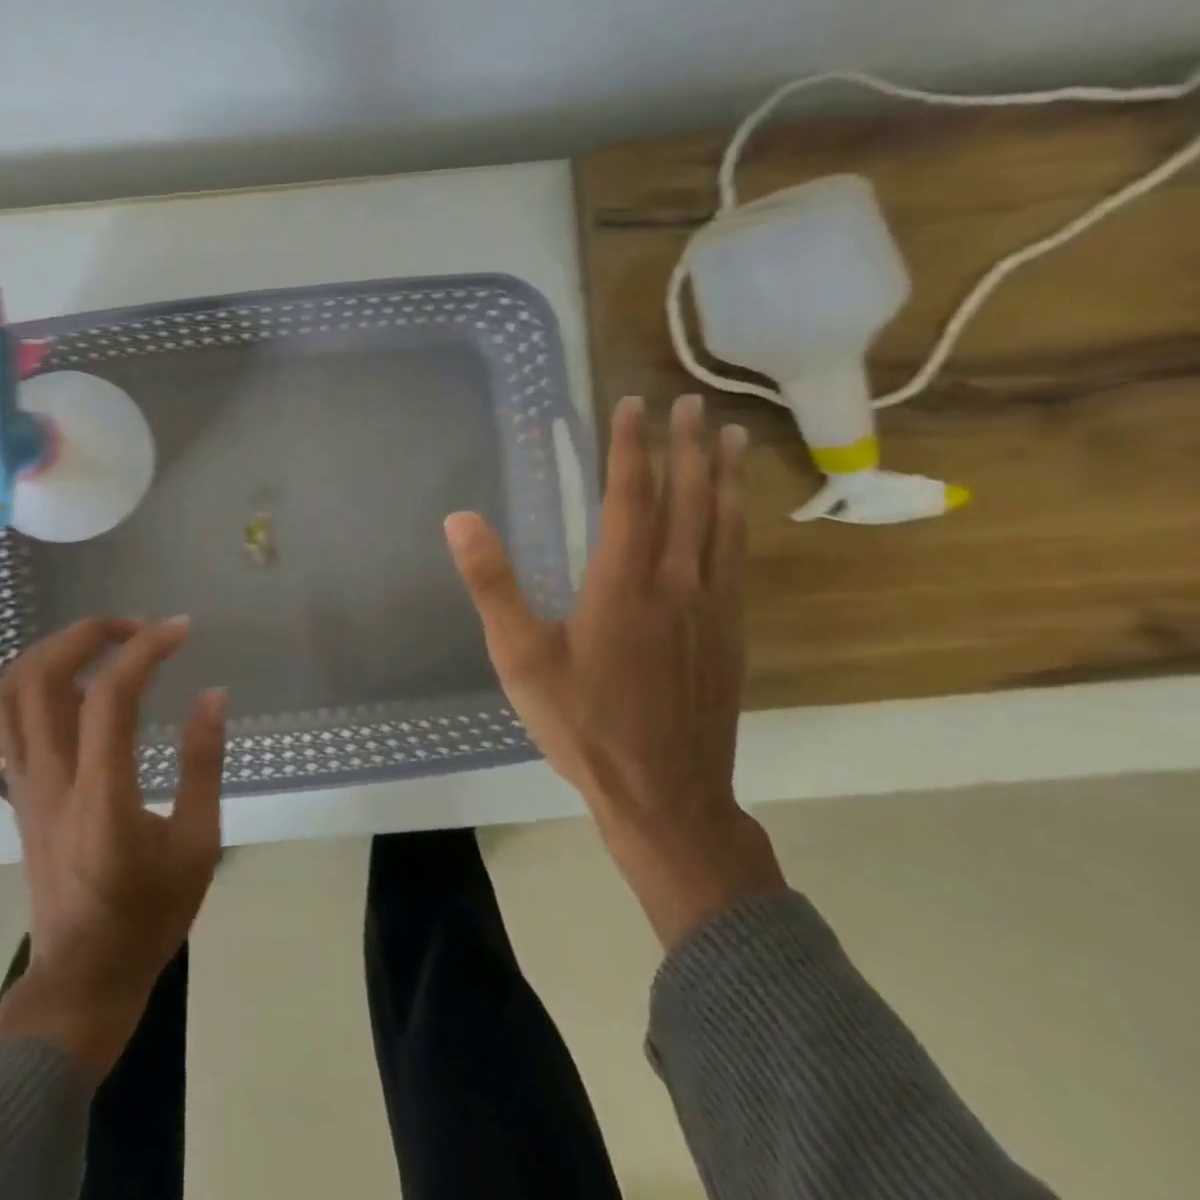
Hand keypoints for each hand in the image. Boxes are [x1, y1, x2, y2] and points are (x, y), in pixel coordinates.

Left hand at [0, 616, 226, 1083]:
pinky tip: (71, 681)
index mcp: (101, 795)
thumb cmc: (147, 917)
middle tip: (137, 629)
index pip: (110, 695)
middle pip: (42, 674)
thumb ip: (203, 763)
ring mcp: (24, 783)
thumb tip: (212, 695)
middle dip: (89, 632)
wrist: (81, 981)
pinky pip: (5, 718)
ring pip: (10, 691)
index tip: (180, 630)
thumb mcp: (197, 844)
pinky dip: (31, 679)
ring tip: (100, 644)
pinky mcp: (16, 792)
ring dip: (53, 649)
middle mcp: (50, 779)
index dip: (145, 648)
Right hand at [445, 394, 784, 946]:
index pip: (631, 498)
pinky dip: (738, 524)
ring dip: (725, 477)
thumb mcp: (521, 659)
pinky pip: (737, 562)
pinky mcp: (730, 637)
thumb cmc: (583, 725)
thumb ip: (493, 585)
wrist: (665, 797)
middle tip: (693, 402)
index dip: (631, 448)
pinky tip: (738, 517)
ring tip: (732, 438)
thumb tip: (460, 519)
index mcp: (623, 585)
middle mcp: (677, 585)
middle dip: (688, 447)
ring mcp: (712, 611)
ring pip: (723, 528)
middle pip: (688, 501)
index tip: (632, 405)